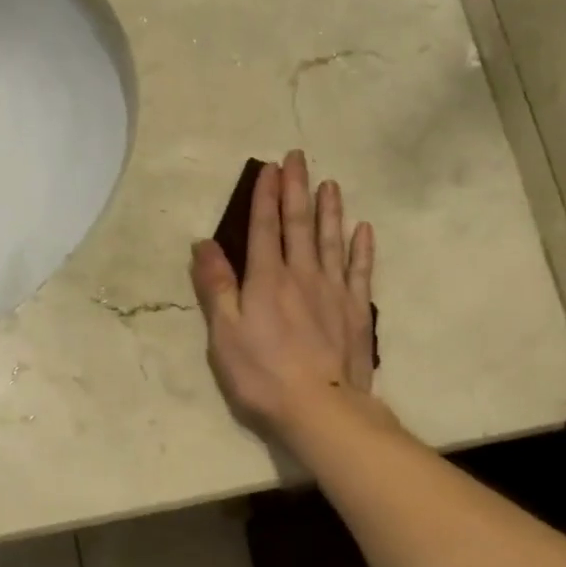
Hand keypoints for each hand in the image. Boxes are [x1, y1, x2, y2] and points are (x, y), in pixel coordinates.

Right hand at [190, 149, 377, 435]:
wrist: (320, 408)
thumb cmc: (262, 374)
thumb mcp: (224, 333)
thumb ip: (215, 286)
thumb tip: (203, 243)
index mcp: (267, 279)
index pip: (265, 227)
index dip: (266, 196)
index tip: (270, 167)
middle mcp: (302, 275)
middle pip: (299, 225)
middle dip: (297, 189)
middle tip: (299, 158)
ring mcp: (334, 291)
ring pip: (331, 240)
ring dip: (329, 210)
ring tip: (330, 183)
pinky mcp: (356, 311)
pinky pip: (360, 270)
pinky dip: (361, 248)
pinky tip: (362, 230)